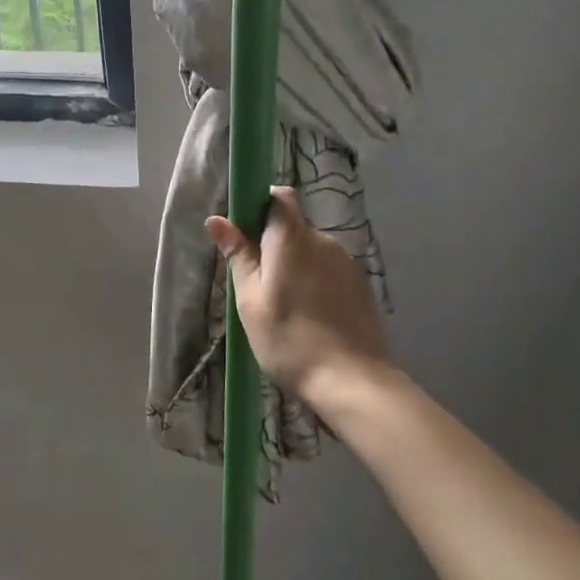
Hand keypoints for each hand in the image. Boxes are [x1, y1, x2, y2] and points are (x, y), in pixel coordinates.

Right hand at [207, 187, 393, 408]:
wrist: (353, 382)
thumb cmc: (289, 340)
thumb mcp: (250, 300)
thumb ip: (238, 256)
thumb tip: (217, 219)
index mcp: (292, 238)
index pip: (279, 197)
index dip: (262, 205)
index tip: (246, 233)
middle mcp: (323, 240)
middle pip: (294, 227)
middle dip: (275, 246)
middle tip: (259, 285)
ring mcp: (347, 263)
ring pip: (312, 252)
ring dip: (297, 266)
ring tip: (286, 308)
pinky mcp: (362, 286)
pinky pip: (330, 271)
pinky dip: (317, 284)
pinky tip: (312, 318)